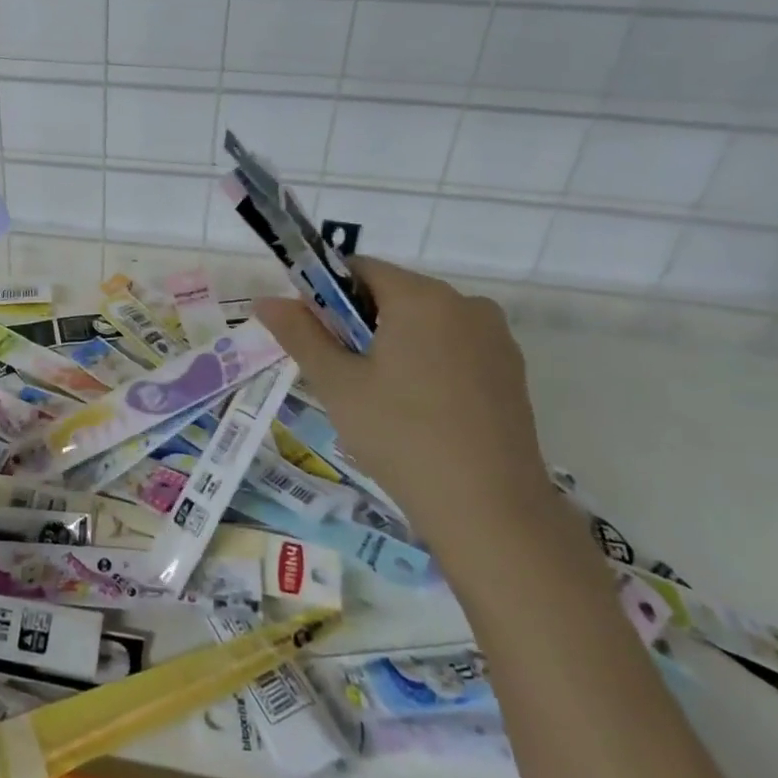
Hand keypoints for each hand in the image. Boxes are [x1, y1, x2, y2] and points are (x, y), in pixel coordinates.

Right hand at [254, 257, 551, 555]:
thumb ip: (300, 334)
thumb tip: (266, 301)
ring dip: (393, 343)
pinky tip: (418, 409)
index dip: (326, 294)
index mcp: (421, 297)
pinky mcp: (511, 370)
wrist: (490, 510)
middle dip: (358, 322)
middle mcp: (465, 304)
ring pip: (424, 322)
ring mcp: (495, 338)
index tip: (314, 336)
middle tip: (340, 374)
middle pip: (393, 293)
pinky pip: (454, 347)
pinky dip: (427, 362)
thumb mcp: (337, 384)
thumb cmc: (401, 436)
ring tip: (379, 398)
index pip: (359, 268)